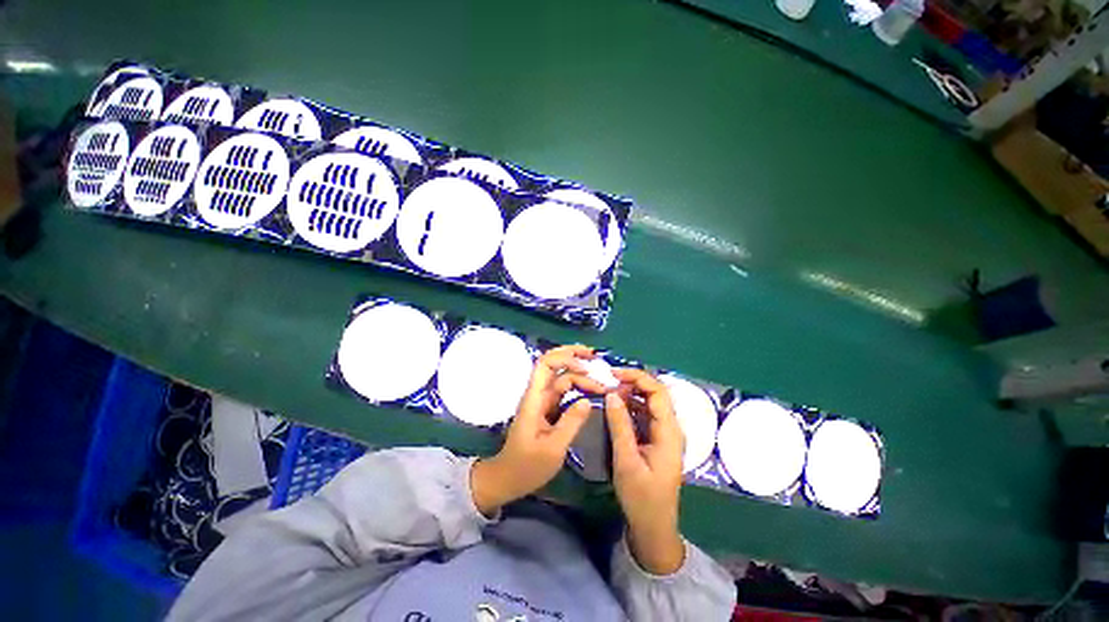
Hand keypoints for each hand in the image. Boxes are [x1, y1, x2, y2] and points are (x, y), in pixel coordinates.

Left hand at [471, 345, 610, 516]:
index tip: (590, 366)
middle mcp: (537, 398)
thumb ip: (571, 423)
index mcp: (534, 401)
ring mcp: (542, 406)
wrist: (508, 479)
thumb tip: (587, 401)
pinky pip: (564, 396)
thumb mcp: (553, 448)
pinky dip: (579, 391)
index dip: (567, 358)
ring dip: (581, 378)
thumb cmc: (528, 466)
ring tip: (604, 384)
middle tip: (601, 365)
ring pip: (562, 382)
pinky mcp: (547, 415)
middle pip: (554, 367)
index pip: (545, 365)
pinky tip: (593, 395)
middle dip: (576, 359)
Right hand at [605, 368, 686, 574]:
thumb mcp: (627, 461)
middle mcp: (672, 430)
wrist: (654, 524)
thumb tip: (612, 395)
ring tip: (606, 394)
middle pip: (656, 397)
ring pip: (650, 408)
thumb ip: (620, 427)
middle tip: (605, 384)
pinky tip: (614, 413)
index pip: (658, 392)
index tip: (611, 373)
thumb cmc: (642, 496)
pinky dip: (631, 413)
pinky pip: (646, 421)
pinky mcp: (657, 447)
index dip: (637, 377)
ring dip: (631, 398)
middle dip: (632, 385)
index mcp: (670, 431)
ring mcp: (666, 438)